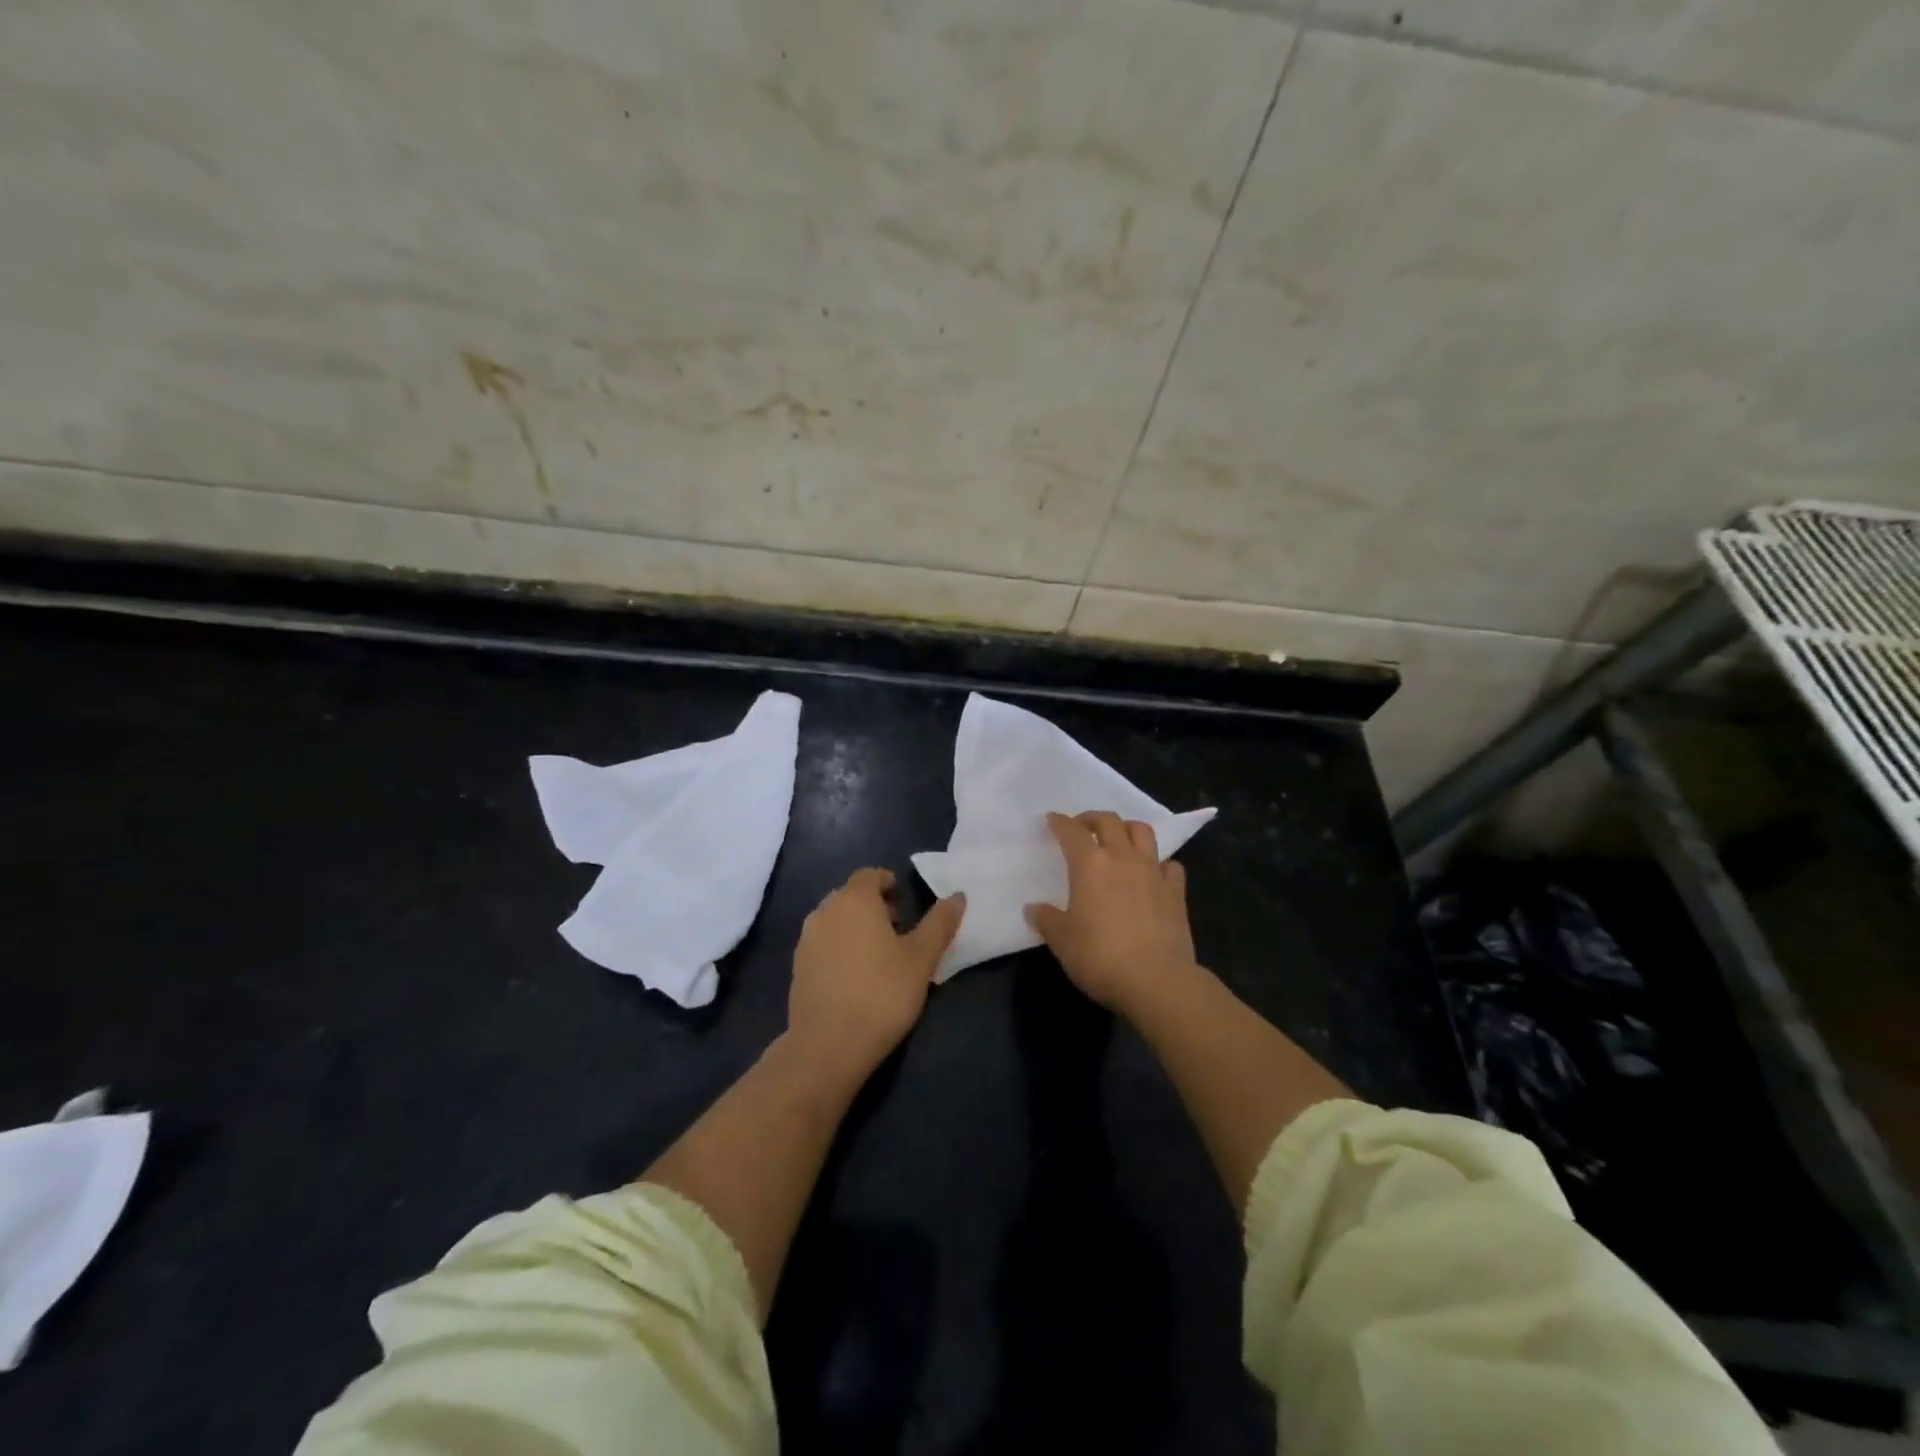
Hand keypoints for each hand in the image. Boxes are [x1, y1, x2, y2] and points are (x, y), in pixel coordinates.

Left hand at [788, 868, 965, 1082]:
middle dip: (875, 905)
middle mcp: (825, 911)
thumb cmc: (882, 993)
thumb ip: (940, 923)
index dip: (890, 883)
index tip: (907, 904)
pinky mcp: (797, 967)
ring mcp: (806, 940)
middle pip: (851, 896)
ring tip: (880, 955)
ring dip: (857, 927)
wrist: (827, 1046)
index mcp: (854, 899)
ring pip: (836, 920)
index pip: (870, 874)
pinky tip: (857, 977)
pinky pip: (824, 944)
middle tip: (900, 930)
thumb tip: (957, 895)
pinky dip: (840, 948)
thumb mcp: (922, 958)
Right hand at [1025, 811, 1196, 1015]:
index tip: (1052, 820)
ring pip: (1143, 832)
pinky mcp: (1177, 892)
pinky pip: (1170, 865)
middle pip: (1109, 821)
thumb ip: (1047, 920)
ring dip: (1127, 829)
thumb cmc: (1100, 956)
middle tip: (1083, 827)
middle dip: (1092, 818)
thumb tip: (1033, 908)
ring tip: (1119, 840)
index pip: (1072, 831)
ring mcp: (1153, 873)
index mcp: (1090, 865)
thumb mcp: (1062, 941)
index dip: (1060, 822)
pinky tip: (1153, 874)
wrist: (1156, 980)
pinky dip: (1160, 863)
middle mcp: (1122, 858)